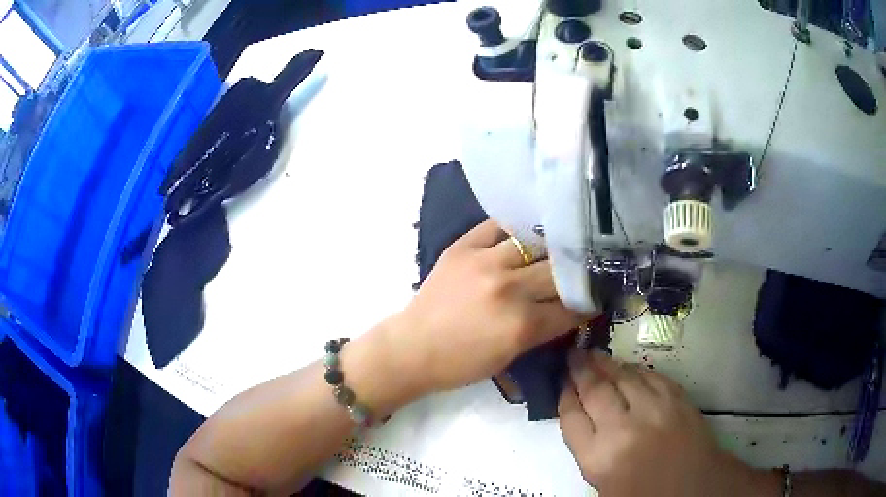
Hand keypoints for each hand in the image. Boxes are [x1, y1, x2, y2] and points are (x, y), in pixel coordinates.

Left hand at [389, 220, 584, 393]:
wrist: (412, 348)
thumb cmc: (460, 363)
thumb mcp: (510, 356)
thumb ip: (543, 329)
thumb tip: (570, 308)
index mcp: (522, 325)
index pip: (571, 308)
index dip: (588, 303)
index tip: (596, 297)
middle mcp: (508, 288)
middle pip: (559, 272)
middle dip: (576, 274)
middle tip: (583, 271)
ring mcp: (485, 262)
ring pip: (535, 243)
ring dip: (549, 248)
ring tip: (557, 247)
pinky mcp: (463, 247)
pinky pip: (498, 226)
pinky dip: (515, 230)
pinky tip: (525, 234)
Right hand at [559, 350, 781, 496]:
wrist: (693, 486)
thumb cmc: (643, 491)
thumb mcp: (602, 480)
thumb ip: (587, 446)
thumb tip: (578, 412)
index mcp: (599, 457)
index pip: (571, 416)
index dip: (564, 395)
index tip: (560, 382)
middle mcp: (623, 429)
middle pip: (595, 390)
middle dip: (579, 370)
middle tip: (572, 354)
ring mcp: (654, 410)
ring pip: (622, 377)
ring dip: (606, 363)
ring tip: (594, 354)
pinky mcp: (677, 398)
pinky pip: (650, 375)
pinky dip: (635, 369)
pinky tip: (627, 367)